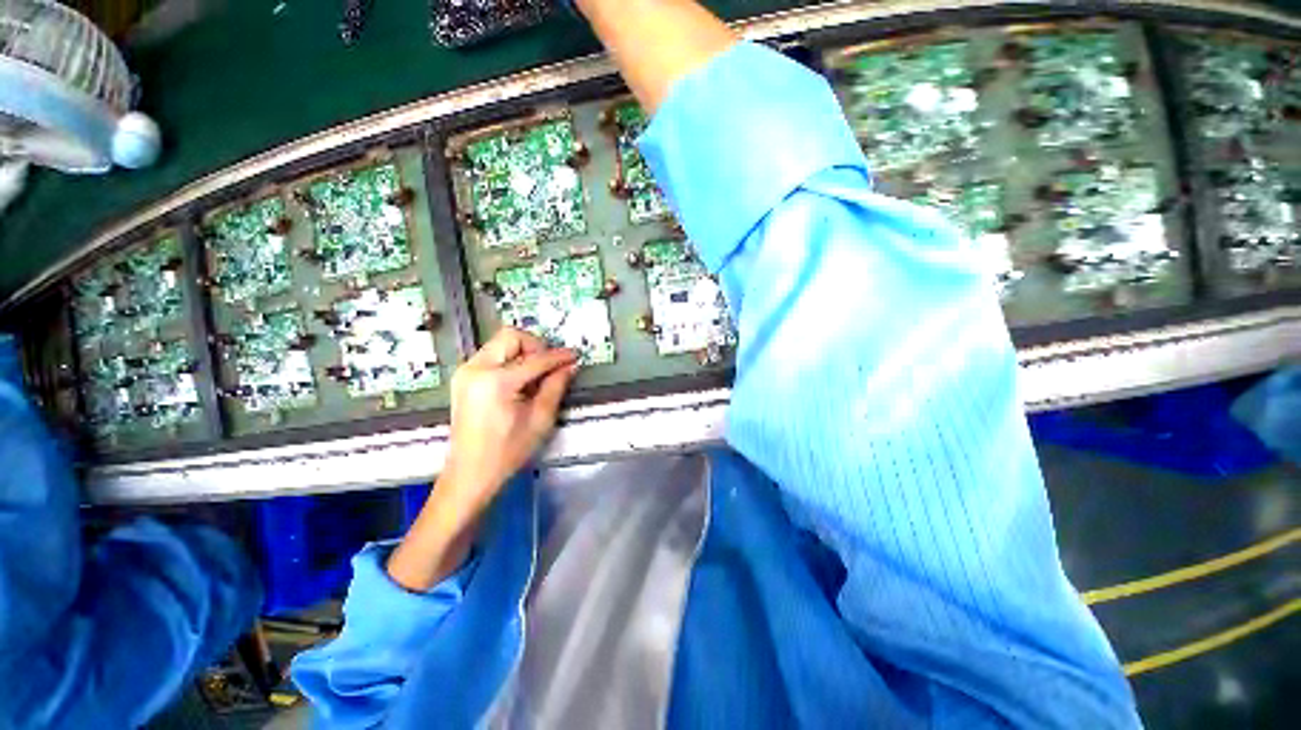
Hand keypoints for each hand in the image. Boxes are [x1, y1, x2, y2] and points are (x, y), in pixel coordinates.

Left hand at [443, 328, 577, 513]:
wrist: (470, 473)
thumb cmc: (507, 452)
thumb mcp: (540, 420)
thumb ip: (555, 387)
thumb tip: (570, 366)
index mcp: (495, 382)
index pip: (535, 359)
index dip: (558, 356)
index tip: (575, 356)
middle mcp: (476, 369)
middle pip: (511, 336)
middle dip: (536, 346)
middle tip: (550, 366)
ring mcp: (466, 372)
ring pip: (500, 343)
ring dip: (523, 353)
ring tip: (537, 376)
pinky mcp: (463, 378)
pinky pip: (492, 356)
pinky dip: (511, 361)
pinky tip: (520, 381)